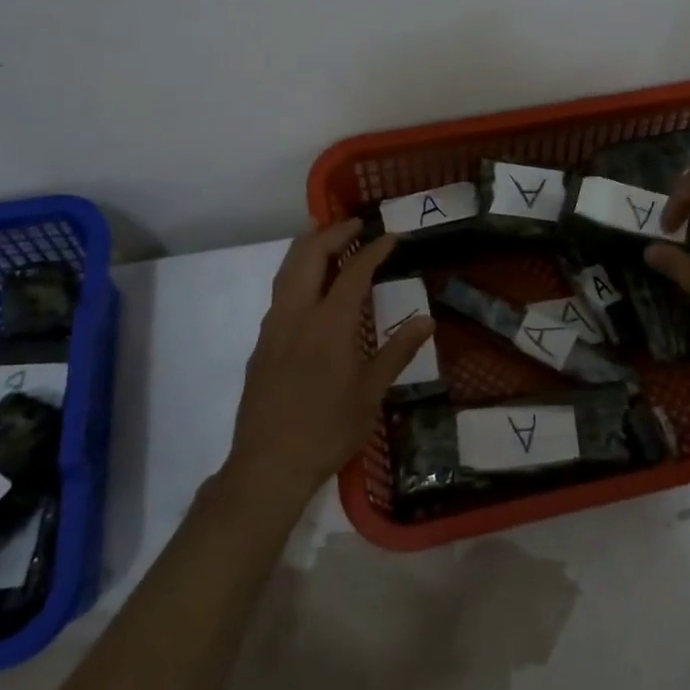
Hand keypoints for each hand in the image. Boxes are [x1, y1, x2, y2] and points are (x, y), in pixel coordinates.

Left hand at [226, 220, 432, 506]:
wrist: (268, 465)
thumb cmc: (328, 430)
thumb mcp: (371, 394)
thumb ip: (398, 352)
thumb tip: (427, 320)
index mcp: (329, 326)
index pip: (353, 273)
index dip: (373, 250)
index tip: (390, 236)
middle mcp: (296, 316)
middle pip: (308, 257)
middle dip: (331, 233)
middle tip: (355, 224)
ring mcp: (273, 328)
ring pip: (286, 271)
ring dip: (308, 248)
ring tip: (326, 238)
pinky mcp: (261, 344)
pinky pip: (279, 293)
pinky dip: (296, 273)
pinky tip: (309, 287)